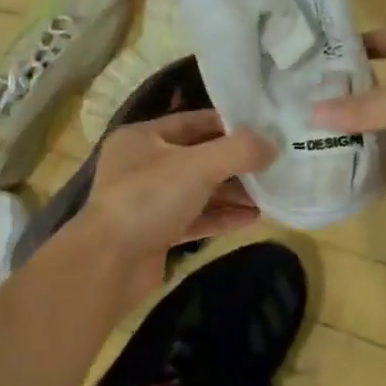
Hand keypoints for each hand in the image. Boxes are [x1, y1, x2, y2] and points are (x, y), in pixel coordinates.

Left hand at [82, 110, 273, 295]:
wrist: (109, 264)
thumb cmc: (148, 200)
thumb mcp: (197, 166)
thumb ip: (238, 151)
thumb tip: (273, 145)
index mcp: (142, 137)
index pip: (193, 121)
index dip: (230, 124)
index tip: (267, 130)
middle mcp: (143, 165)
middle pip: (198, 157)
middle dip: (235, 162)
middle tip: (276, 164)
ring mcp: (148, 201)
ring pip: (198, 190)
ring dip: (232, 191)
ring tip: (273, 192)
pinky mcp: (156, 233)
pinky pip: (195, 218)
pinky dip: (221, 216)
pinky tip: (254, 217)